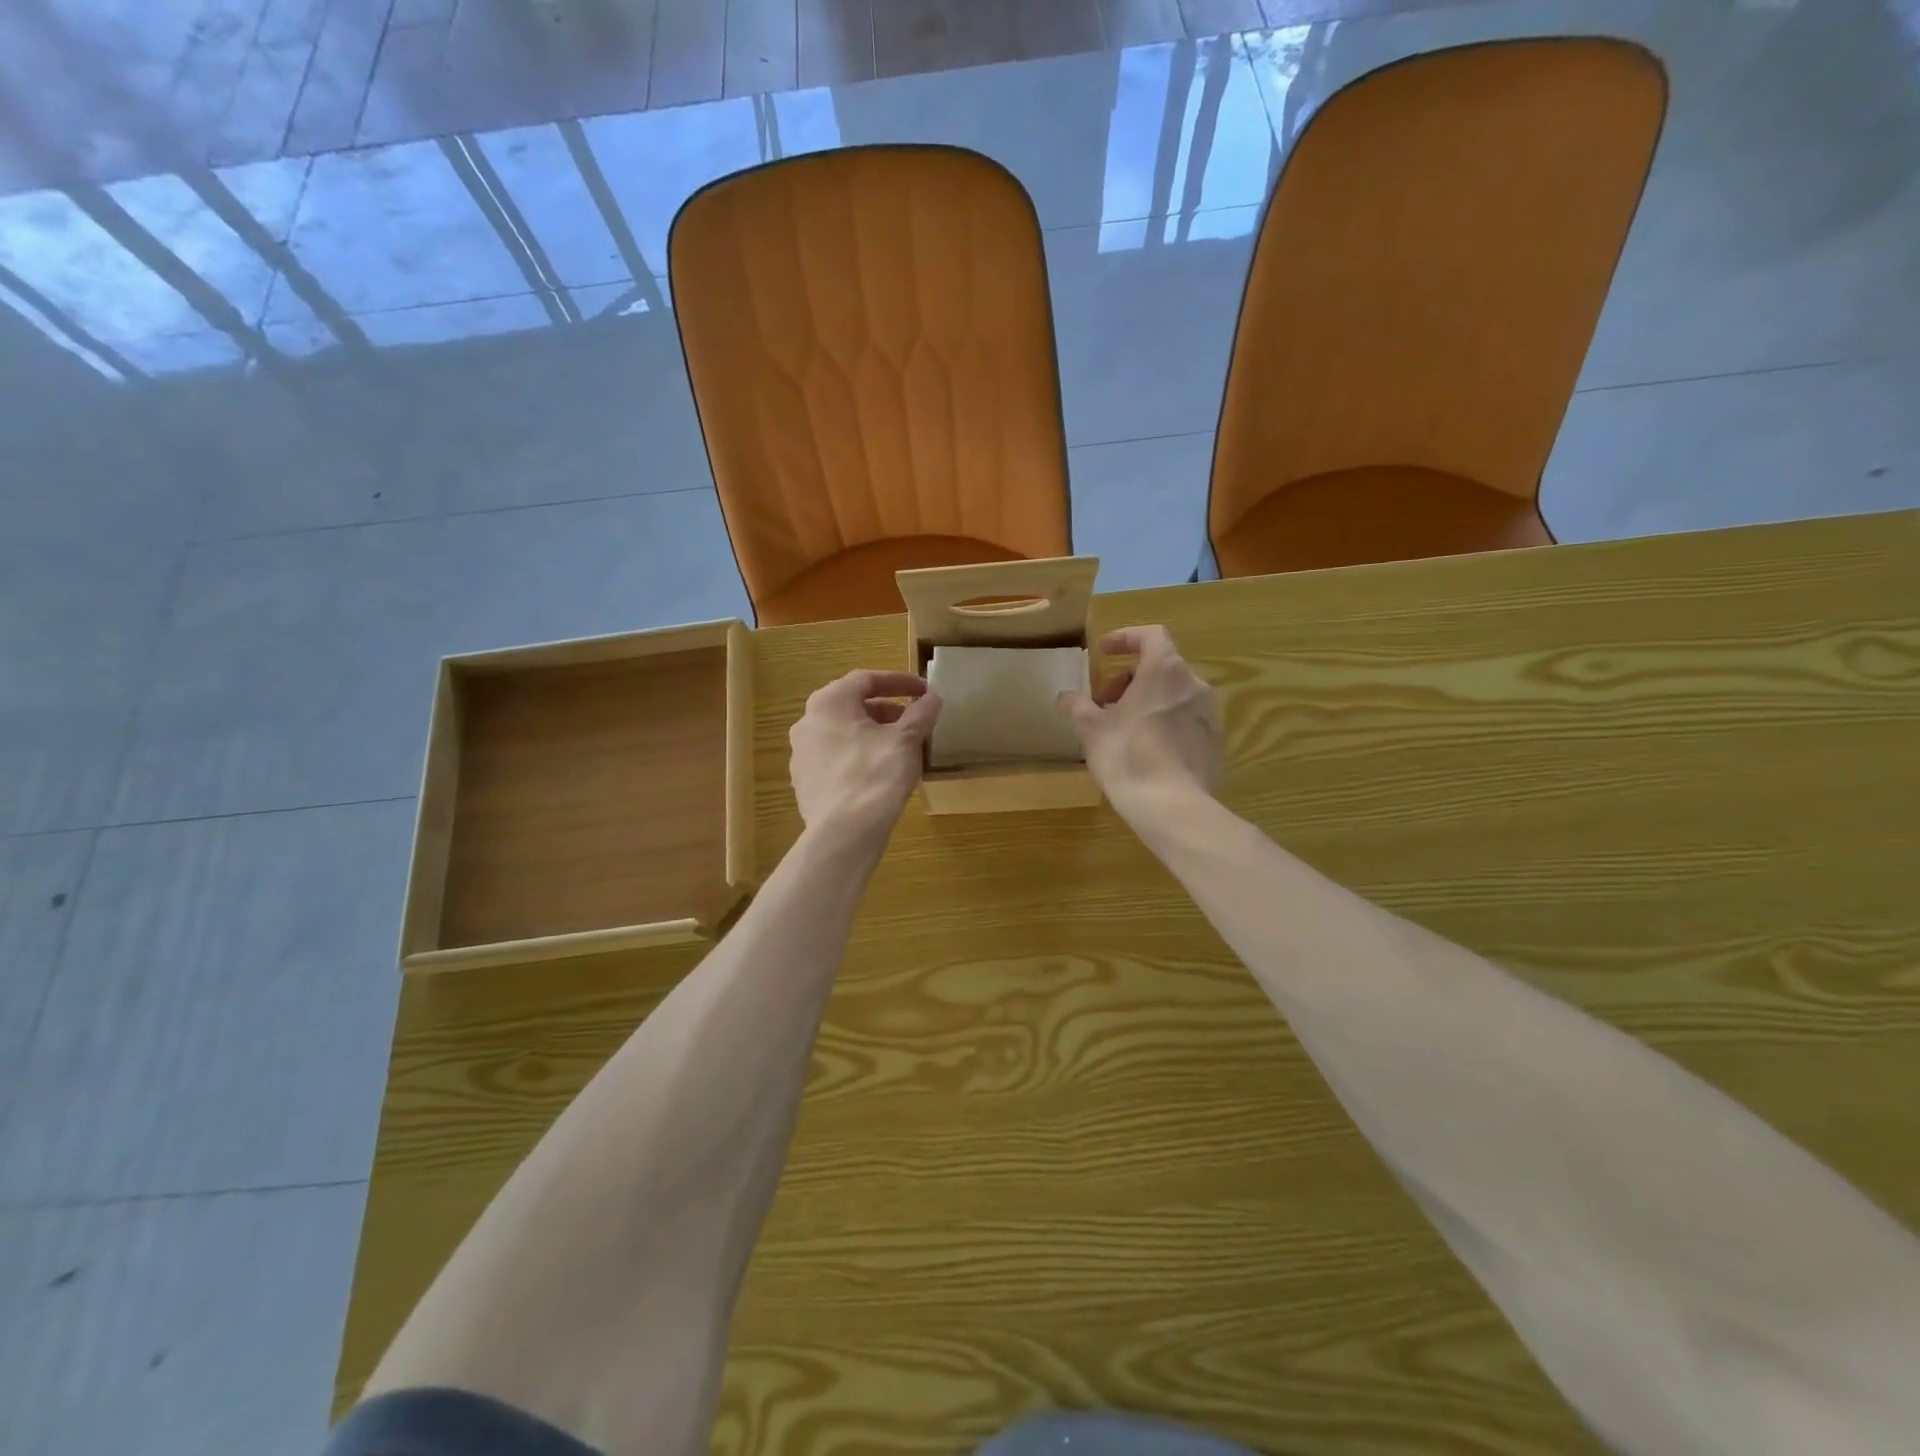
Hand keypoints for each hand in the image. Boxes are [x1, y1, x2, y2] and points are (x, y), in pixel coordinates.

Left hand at [789, 670, 942, 847]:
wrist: (844, 833)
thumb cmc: (876, 775)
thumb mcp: (906, 740)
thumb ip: (921, 713)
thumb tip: (933, 697)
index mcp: (829, 703)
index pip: (867, 679)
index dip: (900, 682)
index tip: (924, 691)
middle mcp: (807, 722)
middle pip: (852, 705)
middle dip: (886, 710)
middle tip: (914, 720)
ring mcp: (801, 754)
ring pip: (843, 733)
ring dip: (872, 733)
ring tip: (900, 747)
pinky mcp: (804, 781)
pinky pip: (835, 758)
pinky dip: (858, 755)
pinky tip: (879, 772)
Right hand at [1058, 626, 1222, 820]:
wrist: (1172, 807)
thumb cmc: (1127, 756)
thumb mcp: (1091, 729)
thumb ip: (1077, 705)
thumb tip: (1065, 696)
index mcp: (1165, 670)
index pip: (1150, 635)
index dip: (1125, 638)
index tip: (1103, 652)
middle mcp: (1194, 684)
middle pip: (1160, 667)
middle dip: (1129, 679)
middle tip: (1104, 702)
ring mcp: (1210, 714)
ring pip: (1174, 695)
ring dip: (1147, 701)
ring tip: (1122, 728)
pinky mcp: (1215, 742)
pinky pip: (1186, 721)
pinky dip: (1165, 723)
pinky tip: (1146, 751)